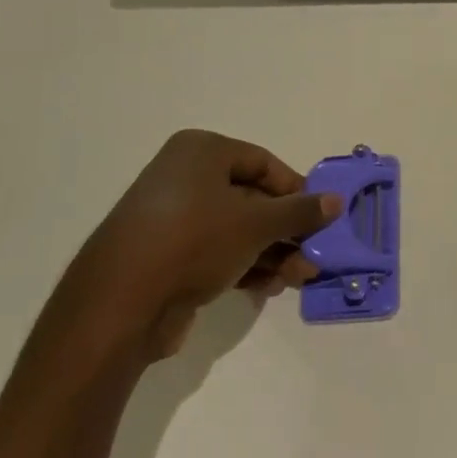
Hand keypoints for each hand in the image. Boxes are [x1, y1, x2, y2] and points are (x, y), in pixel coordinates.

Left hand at [57, 130, 340, 359]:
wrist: (120, 305)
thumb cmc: (193, 241)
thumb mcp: (256, 223)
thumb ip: (300, 211)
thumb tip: (336, 200)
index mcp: (201, 152)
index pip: (263, 162)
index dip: (296, 190)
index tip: (319, 217)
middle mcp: (185, 177)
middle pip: (252, 199)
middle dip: (287, 230)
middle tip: (313, 255)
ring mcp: (173, 218)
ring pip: (237, 229)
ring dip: (273, 252)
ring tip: (299, 277)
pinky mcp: (167, 255)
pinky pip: (217, 251)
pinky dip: (245, 265)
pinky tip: (269, 287)